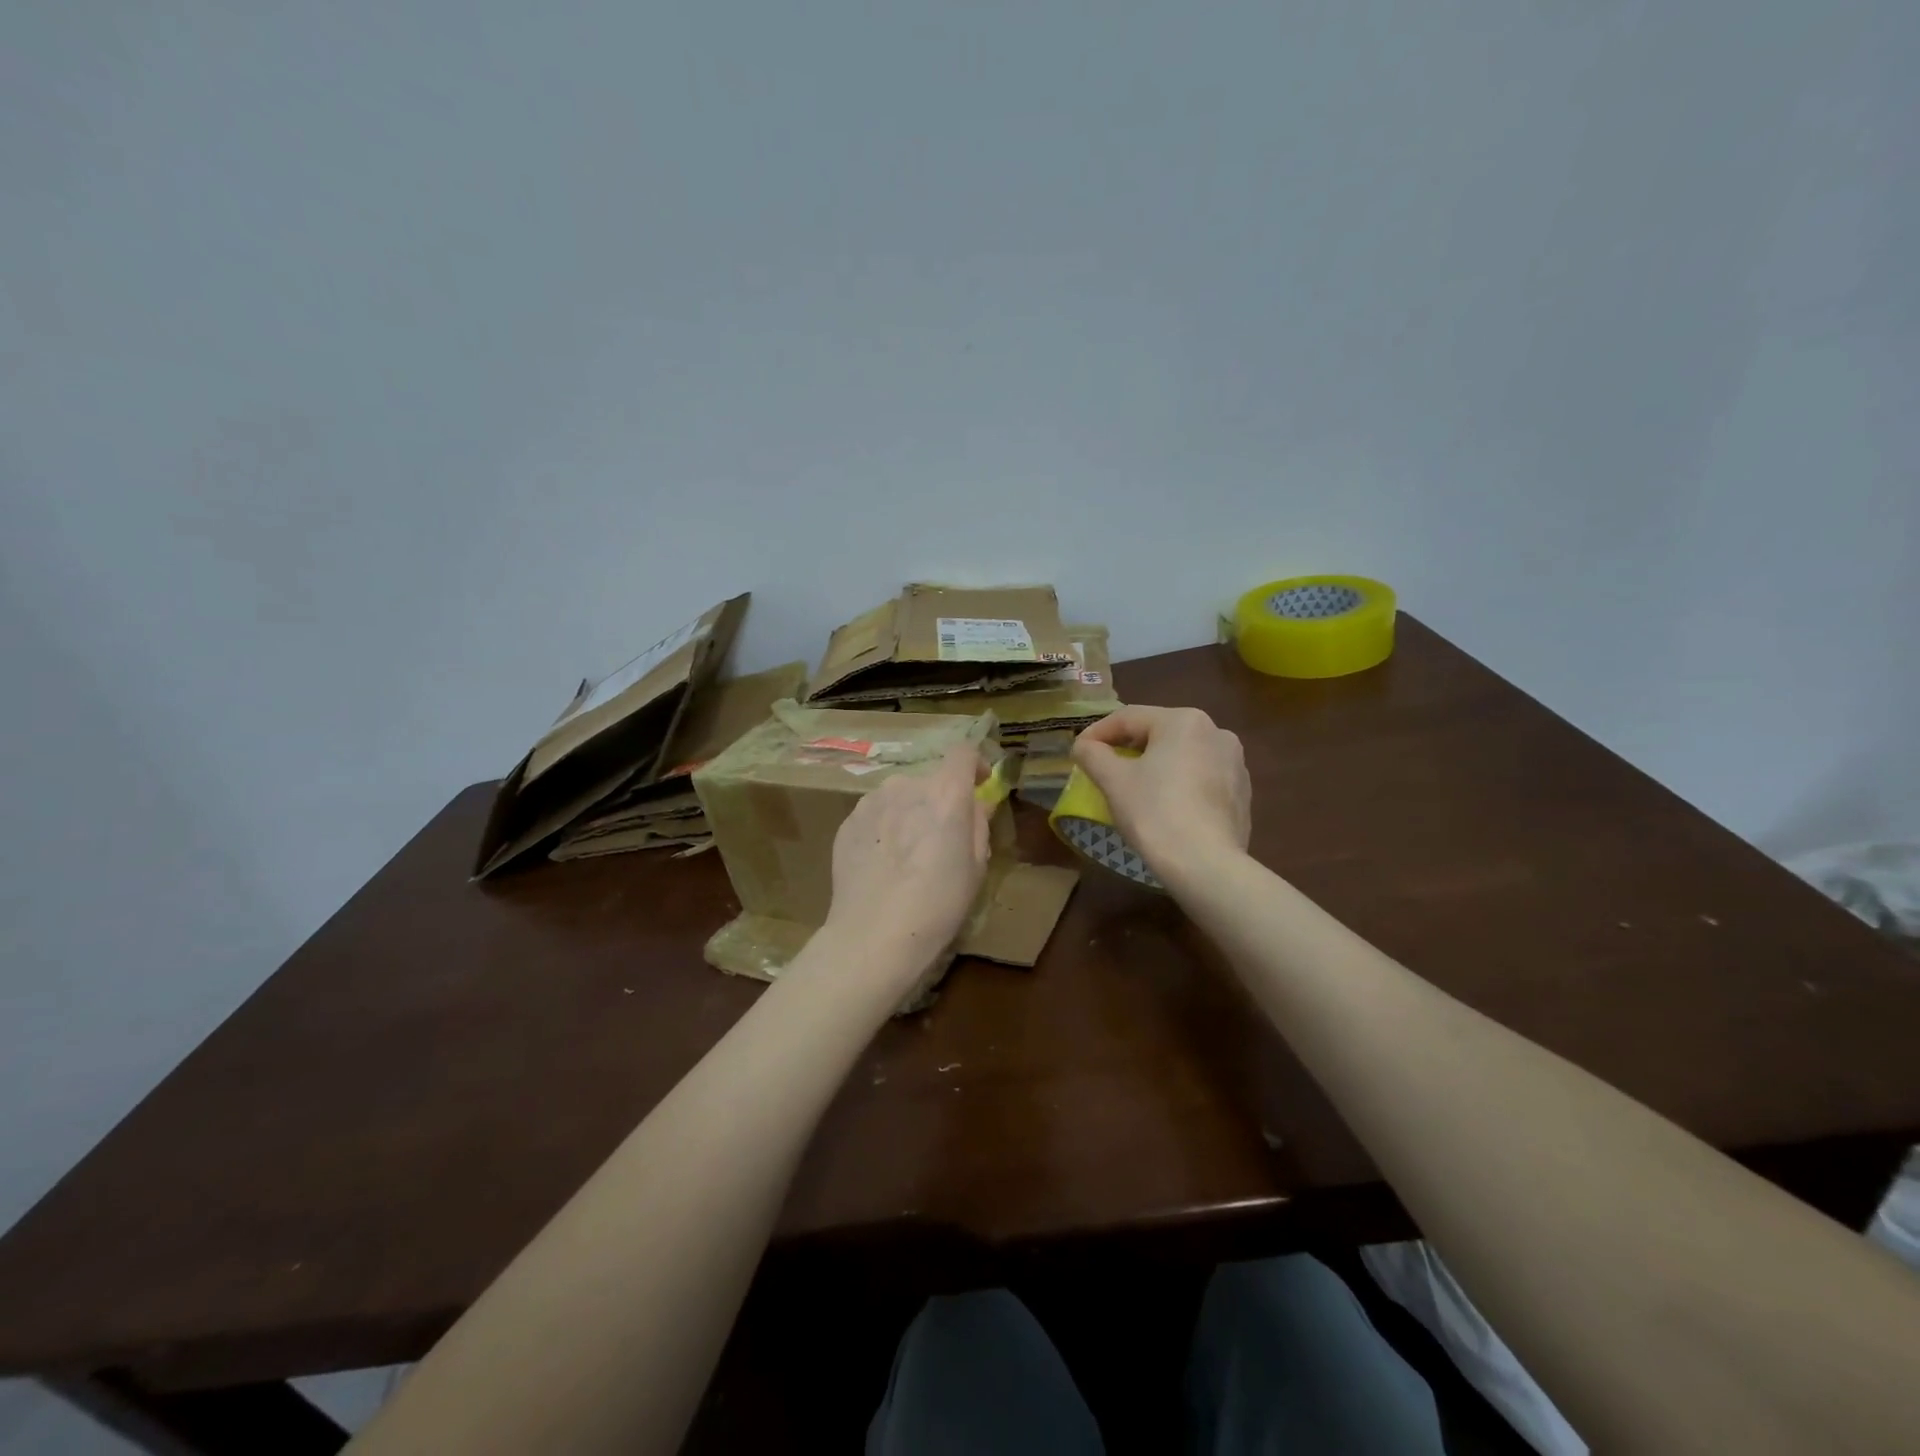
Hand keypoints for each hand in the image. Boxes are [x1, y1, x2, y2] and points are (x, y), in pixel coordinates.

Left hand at [824, 744, 990, 975]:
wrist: (873, 935)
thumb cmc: (938, 904)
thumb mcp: (976, 867)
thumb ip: (978, 825)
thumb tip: (976, 804)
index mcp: (945, 793)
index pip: (963, 752)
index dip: (973, 764)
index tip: (977, 783)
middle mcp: (906, 785)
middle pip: (929, 780)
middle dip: (939, 800)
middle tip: (941, 838)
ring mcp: (872, 801)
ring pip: (900, 796)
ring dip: (909, 812)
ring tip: (908, 854)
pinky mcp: (847, 821)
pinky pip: (875, 815)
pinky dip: (885, 828)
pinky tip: (883, 864)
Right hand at [1072, 706, 1250, 879]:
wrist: (1205, 865)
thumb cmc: (1154, 813)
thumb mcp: (1113, 780)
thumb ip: (1093, 754)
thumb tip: (1084, 746)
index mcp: (1183, 721)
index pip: (1128, 717)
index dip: (1097, 733)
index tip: (1078, 752)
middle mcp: (1215, 732)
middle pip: (1158, 733)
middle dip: (1127, 748)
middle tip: (1103, 769)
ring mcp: (1234, 762)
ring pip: (1181, 755)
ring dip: (1154, 765)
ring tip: (1134, 788)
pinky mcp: (1242, 792)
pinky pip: (1201, 778)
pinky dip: (1179, 784)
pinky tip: (1166, 807)